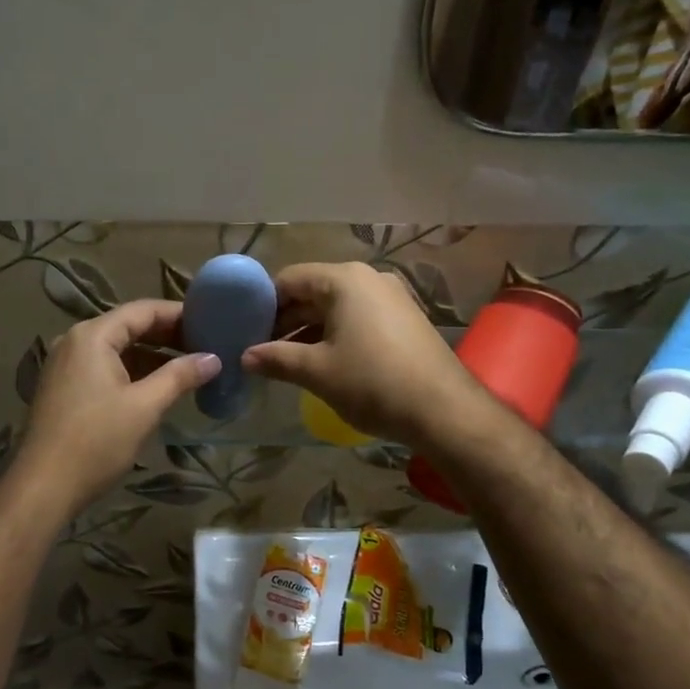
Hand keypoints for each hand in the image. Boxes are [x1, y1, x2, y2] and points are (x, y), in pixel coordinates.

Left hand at [11, 300, 220, 515]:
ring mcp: (66, 365)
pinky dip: (133, 371)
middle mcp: (75, 342)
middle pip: (128, 326)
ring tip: (189, 366)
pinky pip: (104, 368)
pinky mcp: (65, 388)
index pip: (142, 310)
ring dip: (152, 356)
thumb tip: (213, 358)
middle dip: (167, 335)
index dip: (178, 314)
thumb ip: (180, 376)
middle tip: (205, 345)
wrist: (44, 487)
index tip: (210, 321)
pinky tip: (157, 386)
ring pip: (117, 349)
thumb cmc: (96, 441)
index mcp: (92, 336)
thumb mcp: (144, 406)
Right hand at [242, 262, 485, 447]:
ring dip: (308, 331)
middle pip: (312, 291)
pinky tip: (321, 362)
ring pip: (335, 307)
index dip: (263, 304)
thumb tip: (245, 357)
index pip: (289, 280)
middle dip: (284, 320)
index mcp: (344, 280)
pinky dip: (334, 335)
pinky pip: (357, 318)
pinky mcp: (404, 319)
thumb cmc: (372, 382)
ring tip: (284, 360)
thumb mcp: (317, 371)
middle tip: (260, 349)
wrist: (444, 410)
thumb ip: (276, 358)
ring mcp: (390, 297)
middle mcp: (368, 279)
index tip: (245, 331)